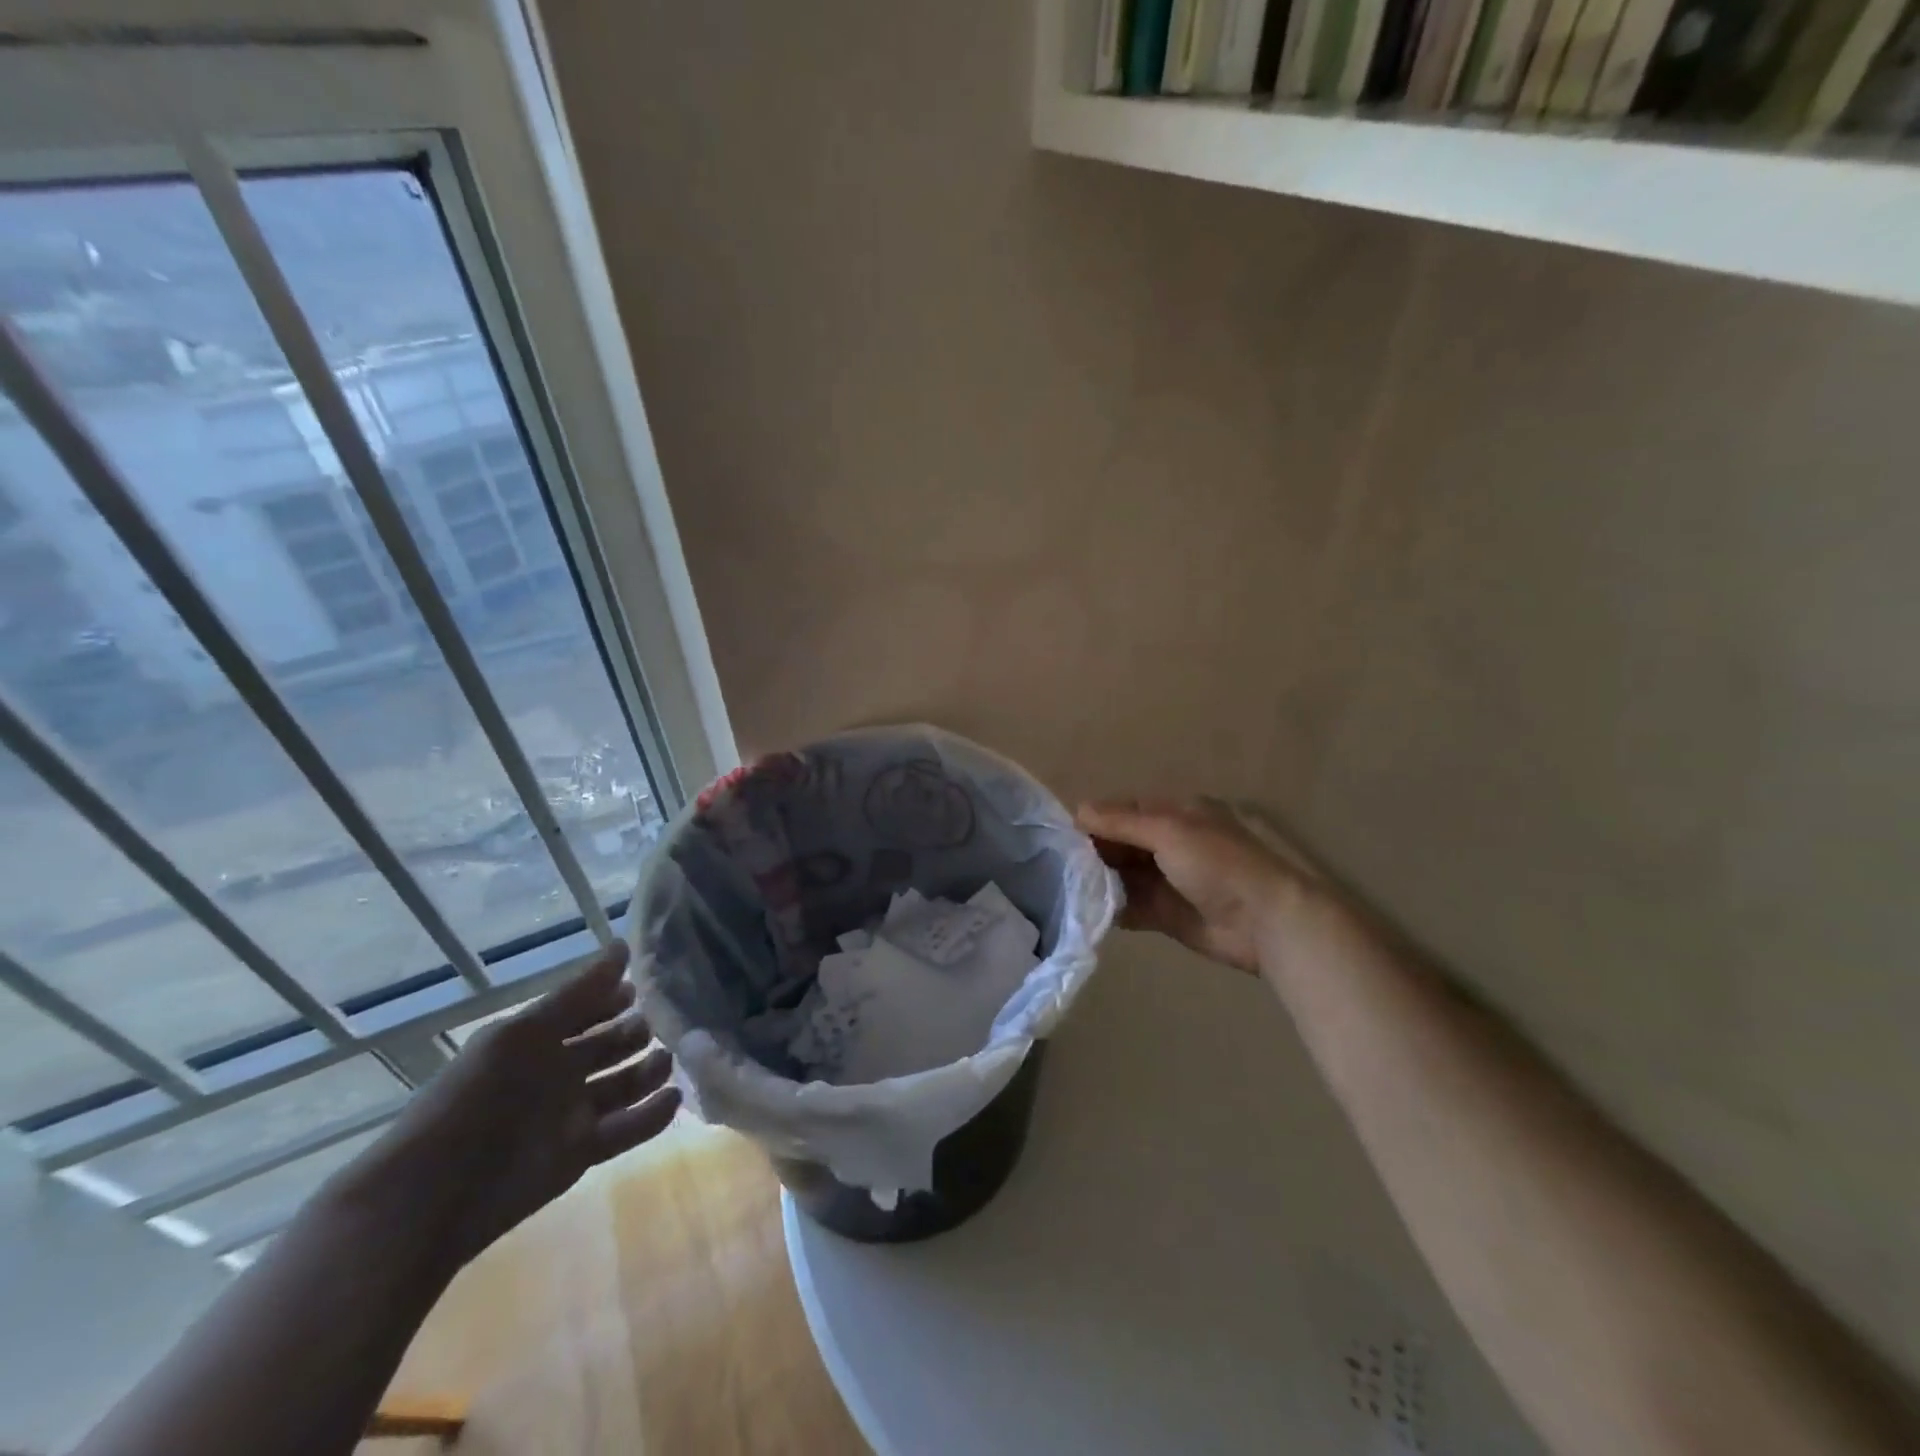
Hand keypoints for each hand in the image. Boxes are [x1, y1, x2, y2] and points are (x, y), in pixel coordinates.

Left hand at [350, 941, 679, 1268]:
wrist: (433, 1195)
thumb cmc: (477, 1098)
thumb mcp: (524, 1033)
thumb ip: (578, 993)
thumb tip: (624, 945)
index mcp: (537, 1041)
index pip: (586, 1010)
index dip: (614, 997)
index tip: (646, 985)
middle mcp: (557, 1074)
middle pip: (610, 1046)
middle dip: (639, 1033)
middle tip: (671, 1023)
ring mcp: (571, 1115)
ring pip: (624, 1085)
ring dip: (651, 1071)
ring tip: (670, 1061)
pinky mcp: (583, 1154)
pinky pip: (628, 1129)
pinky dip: (653, 1115)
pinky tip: (674, 1098)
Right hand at [1078, 798, 1314, 974]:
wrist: (1266, 922)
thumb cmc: (1219, 864)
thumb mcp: (1169, 831)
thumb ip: (1121, 822)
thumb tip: (1078, 810)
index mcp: (1178, 814)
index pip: (1126, 810)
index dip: (1097, 820)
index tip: (1063, 835)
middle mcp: (1172, 843)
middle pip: (1122, 843)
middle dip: (1095, 852)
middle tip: (1061, 865)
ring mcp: (1170, 880)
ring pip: (1124, 874)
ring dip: (1100, 880)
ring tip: (1067, 888)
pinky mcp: (1169, 914)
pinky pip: (1132, 906)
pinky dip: (1113, 908)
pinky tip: (1088, 911)